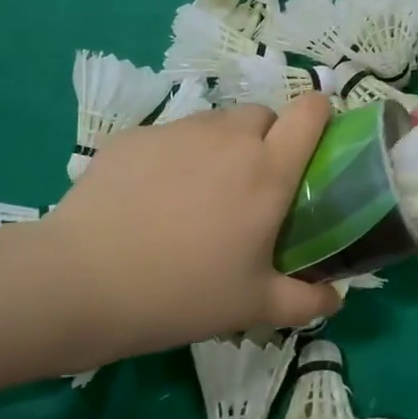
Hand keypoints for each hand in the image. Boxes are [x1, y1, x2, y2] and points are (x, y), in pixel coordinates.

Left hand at [36, 96, 342, 364]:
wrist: (81, 282)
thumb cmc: (181, 294)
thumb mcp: (252, 307)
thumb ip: (305, 302)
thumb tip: (336, 298)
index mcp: (268, 170)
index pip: (310, 111)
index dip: (319, 116)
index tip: (313, 142)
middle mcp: (229, 138)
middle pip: (263, 114)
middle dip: (266, 138)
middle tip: (249, 185)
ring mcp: (178, 131)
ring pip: (215, 123)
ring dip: (221, 146)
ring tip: (197, 193)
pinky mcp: (134, 136)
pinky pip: (170, 136)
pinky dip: (174, 156)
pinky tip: (150, 198)